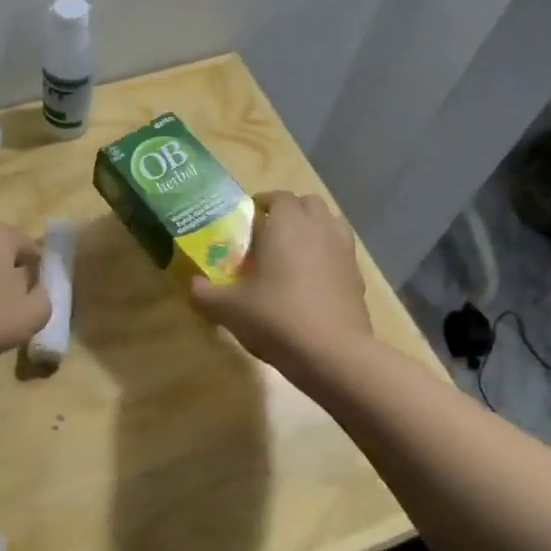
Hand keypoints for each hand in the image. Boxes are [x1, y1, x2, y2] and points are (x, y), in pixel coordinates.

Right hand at [188, 191, 370, 371]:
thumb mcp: (228, 309)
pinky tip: (312, 279)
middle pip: (307, 203)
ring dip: (312, 228)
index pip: (277, 196)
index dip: (261, 203)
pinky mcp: (358, 275)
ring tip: (293, 251)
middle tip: (268, 234)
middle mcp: (318, 227)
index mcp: (286, 224)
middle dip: (289, 212)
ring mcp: (343, 250)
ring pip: (330, 222)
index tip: (246, 219)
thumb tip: (192, 285)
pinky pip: (341, 251)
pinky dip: (327, 254)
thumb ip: (203, 293)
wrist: (332, 354)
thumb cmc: (276, 318)